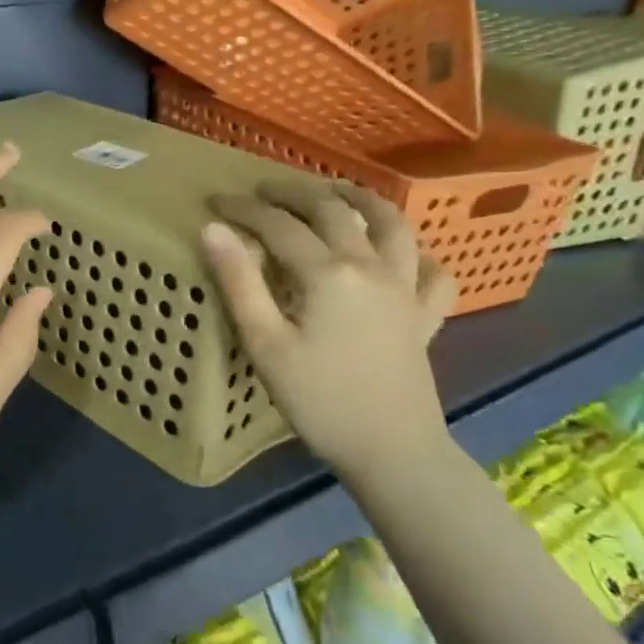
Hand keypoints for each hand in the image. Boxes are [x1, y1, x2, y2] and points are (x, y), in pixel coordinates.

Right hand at [200, 179, 454, 481]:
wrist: (393, 453)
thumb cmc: (319, 400)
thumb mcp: (265, 343)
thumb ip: (238, 281)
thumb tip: (211, 229)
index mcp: (328, 273)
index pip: (278, 225)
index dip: (243, 209)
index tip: (215, 202)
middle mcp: (371, 266)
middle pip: (331, 211)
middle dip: (293, 193)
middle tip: (263, 190)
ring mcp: (406, 289)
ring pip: (391, 224)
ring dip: (361, 199)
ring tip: (336, 192)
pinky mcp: (425, 315)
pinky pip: (432, 270)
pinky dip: (418, 252)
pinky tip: (402, 252)